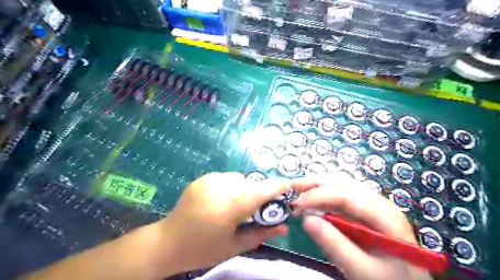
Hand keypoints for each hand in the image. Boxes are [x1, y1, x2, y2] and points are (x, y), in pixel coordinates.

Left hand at [158, 173, 291, 273]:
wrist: (167, 242)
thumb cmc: (202, 250)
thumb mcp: (234, 246)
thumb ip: (261, 233)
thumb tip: (284, 227)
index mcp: (227, 208)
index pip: (259, 192)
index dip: (276, 187)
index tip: (289, 184)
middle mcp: (218, 188)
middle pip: (250, 184)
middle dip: (259, 193)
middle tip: (257, 208)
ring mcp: (208, 180)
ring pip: (239, 178)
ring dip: (244, 189)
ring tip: (236, 206)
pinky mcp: (202, 178)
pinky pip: (226, 177)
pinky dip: (232, 186)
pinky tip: (222, 200)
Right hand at [294, 173, 434, 279]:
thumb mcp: (362, 271)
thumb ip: (335, 246)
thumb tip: (307, 220)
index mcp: (385, 216)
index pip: (347, 196)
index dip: (319, 196)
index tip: (297, 204)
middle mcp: (380, 203)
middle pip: (345, 183)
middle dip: (316, 183)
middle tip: (294, 188)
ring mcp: (374, 204)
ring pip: (343, 184)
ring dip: (319, 184)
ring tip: (300, 189)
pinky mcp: (366, 209)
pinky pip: (343, 193)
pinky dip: (325, 193)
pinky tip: (314, 198)